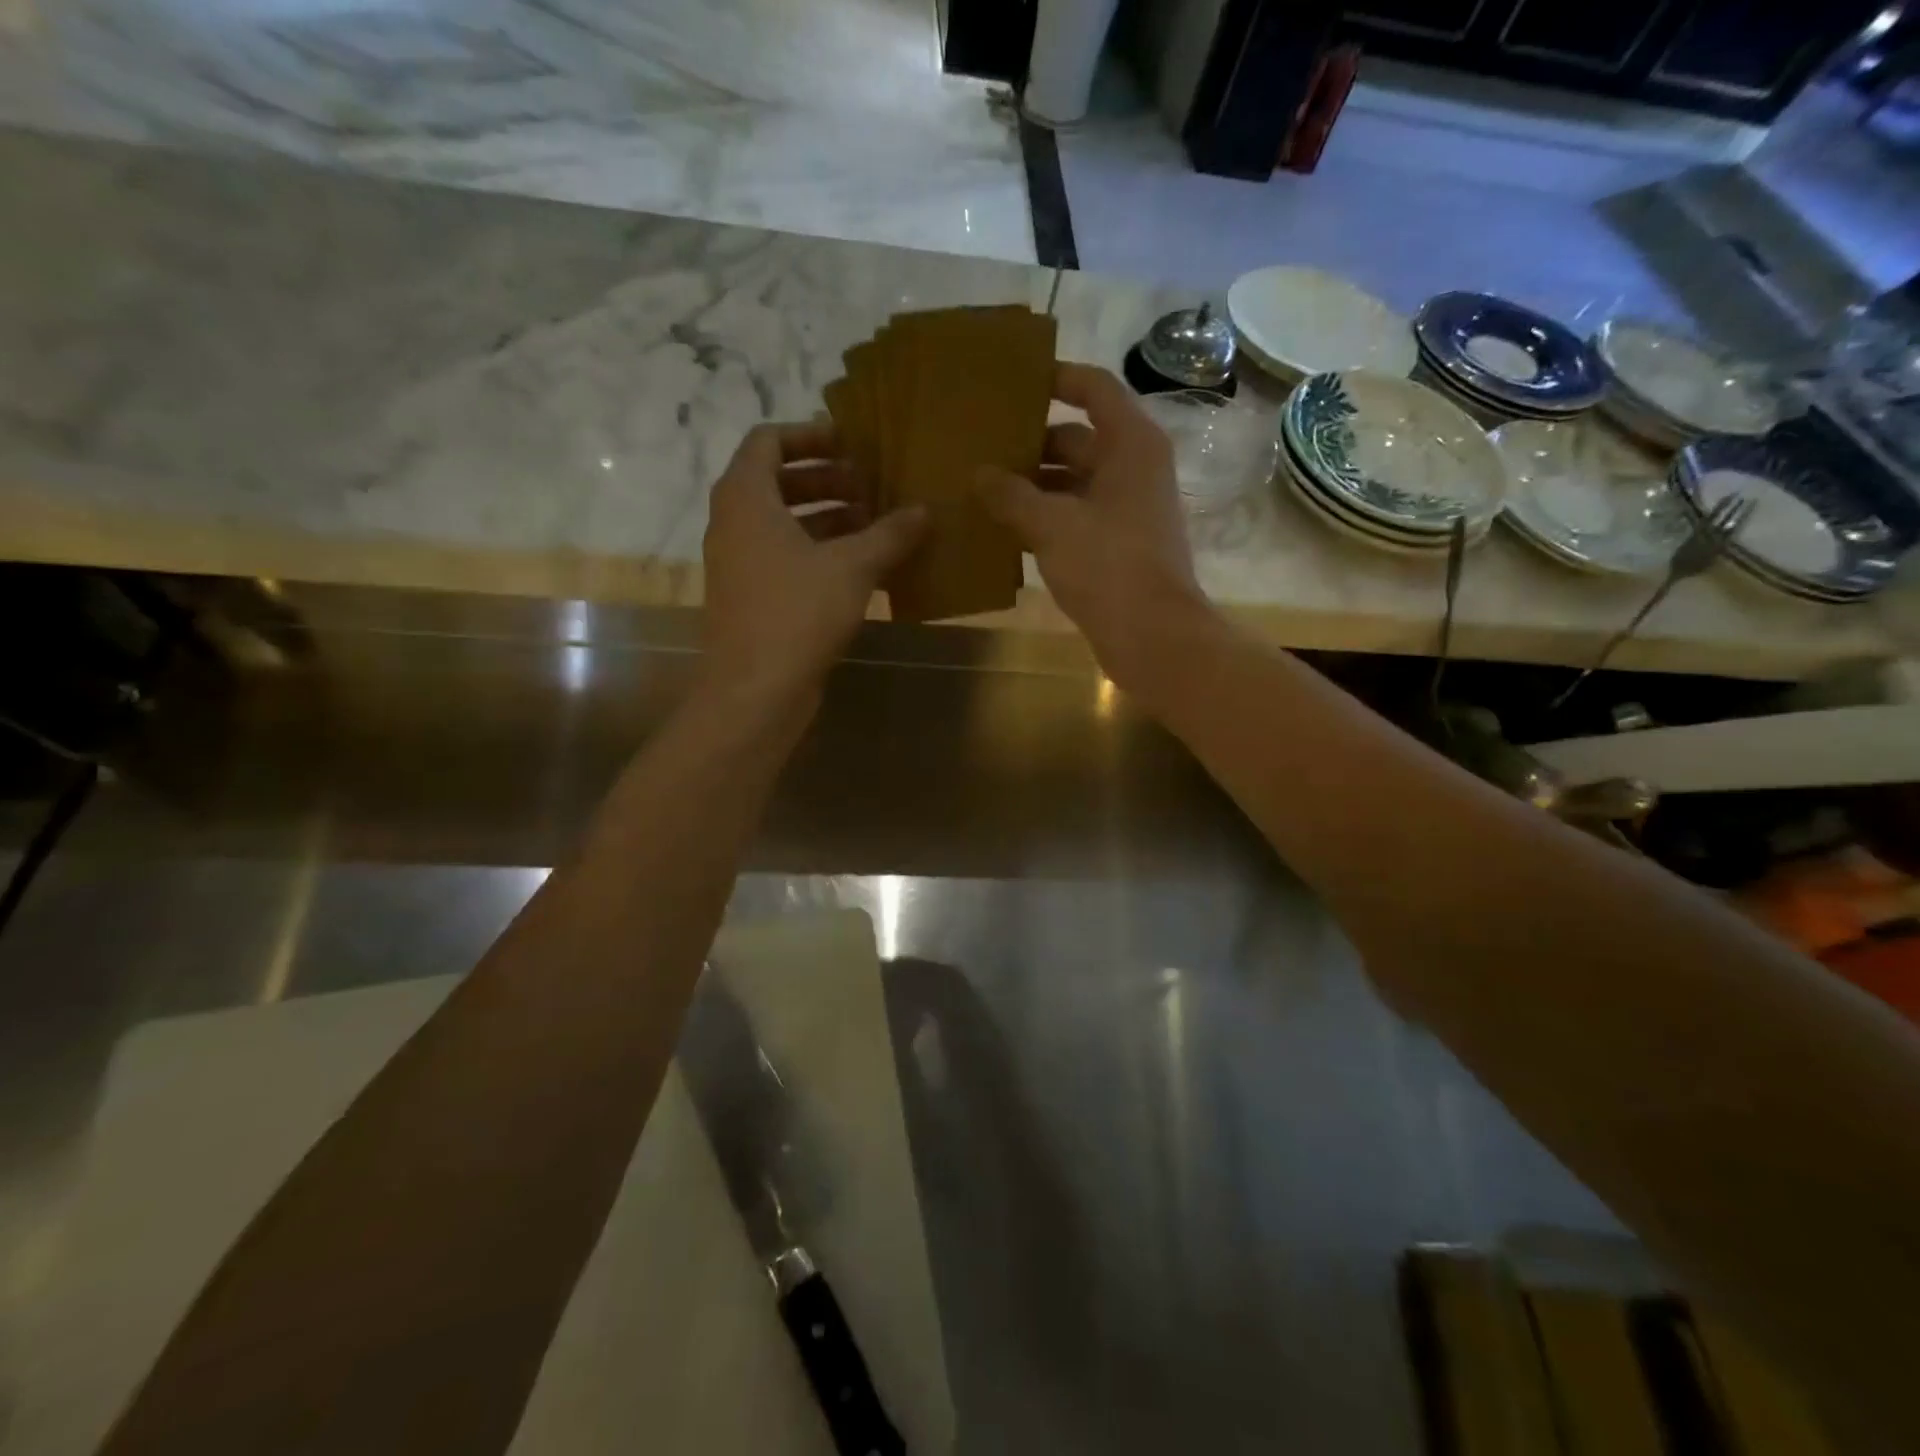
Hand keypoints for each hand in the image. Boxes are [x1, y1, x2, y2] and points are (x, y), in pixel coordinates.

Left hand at [701, 421, 925, 711]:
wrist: (755, 690)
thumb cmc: (797, 613)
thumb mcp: (852, 567)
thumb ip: (890, 533)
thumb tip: (925, 511)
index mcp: (746, 498)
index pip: (769, 440)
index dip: (811, 436)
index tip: (852, 444)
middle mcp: (735, 524)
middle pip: (779, 482)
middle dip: (828, 481)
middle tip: (873, 486)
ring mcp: (741, 564)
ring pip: (785, 525)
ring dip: (830, 520)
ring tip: (877, 525)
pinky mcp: (753, 598)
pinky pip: (788, 560)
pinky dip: (822, 555)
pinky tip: (866, 570)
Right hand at [976, 363, 1208, 690]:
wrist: (1152, 636)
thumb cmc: (1108, 566)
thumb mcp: (1052, 525)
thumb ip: (1011, 495)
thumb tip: (978, 474)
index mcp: (1130, 445)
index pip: (1094, 389)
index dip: (1057, 379)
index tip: (1013, 383)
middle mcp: (1133, 468)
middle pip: (1077, 439)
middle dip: (1030, 444)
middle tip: (979, 446)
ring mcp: (1126, 509)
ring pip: (1072, 483)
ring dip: (1032, 486)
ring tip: (980, 488)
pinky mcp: (1116, 545)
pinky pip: (1074, 517)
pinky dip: (1044, 518)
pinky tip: (1003, 529)